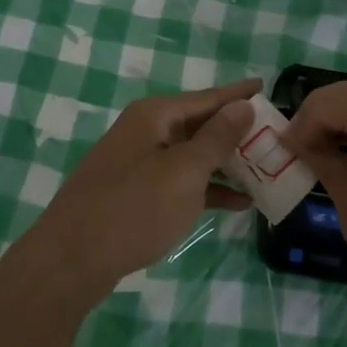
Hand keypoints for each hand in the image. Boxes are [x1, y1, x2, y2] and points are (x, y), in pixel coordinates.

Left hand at [22, 79, 260, 303]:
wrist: (71, 260)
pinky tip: (237, 203)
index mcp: (155, 116)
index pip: (207, 97)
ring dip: (226, 163)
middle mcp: (145, 131)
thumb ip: (216, 138)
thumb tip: (242, 106)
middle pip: (199, 124)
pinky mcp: (135, 194)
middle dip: (236, 132)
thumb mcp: (184, 172)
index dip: (238, 94)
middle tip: (275, 137)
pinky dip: (207, 189)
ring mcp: (138, 163)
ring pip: (191, 155)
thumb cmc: (133, 208)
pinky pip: (180, 182)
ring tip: (265, 170)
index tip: (266, 86)